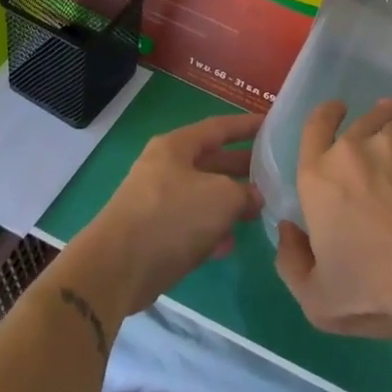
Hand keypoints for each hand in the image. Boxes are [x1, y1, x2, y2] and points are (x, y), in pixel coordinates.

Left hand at [70, 111, 263, 316]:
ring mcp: (156, 201)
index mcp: (176, 146)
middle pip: (210, 162)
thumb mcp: (222, 197)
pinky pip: (190, 226)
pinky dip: (210, 231)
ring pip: (202, 196)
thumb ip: (245, 193)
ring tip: (258, 211)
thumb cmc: (173, 216)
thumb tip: (253, 198)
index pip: (218, 127)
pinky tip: (229, 244)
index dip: (246, 125)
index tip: (271, 124)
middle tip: (273, 172)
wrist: (118, 267)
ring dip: (229, 203)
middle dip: (241, 168)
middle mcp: (164, 168)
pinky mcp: (153, 234)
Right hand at [274, 98, 391, 338]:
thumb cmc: (373, 289)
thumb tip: (288, 230)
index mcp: (318, 176)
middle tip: (379, 125)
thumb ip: (291, 262)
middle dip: (369, 117)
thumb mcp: (317, 297)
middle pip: (359, 118)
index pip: (315, 126)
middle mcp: (352, 149)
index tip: (337, 110)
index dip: (326, 114)